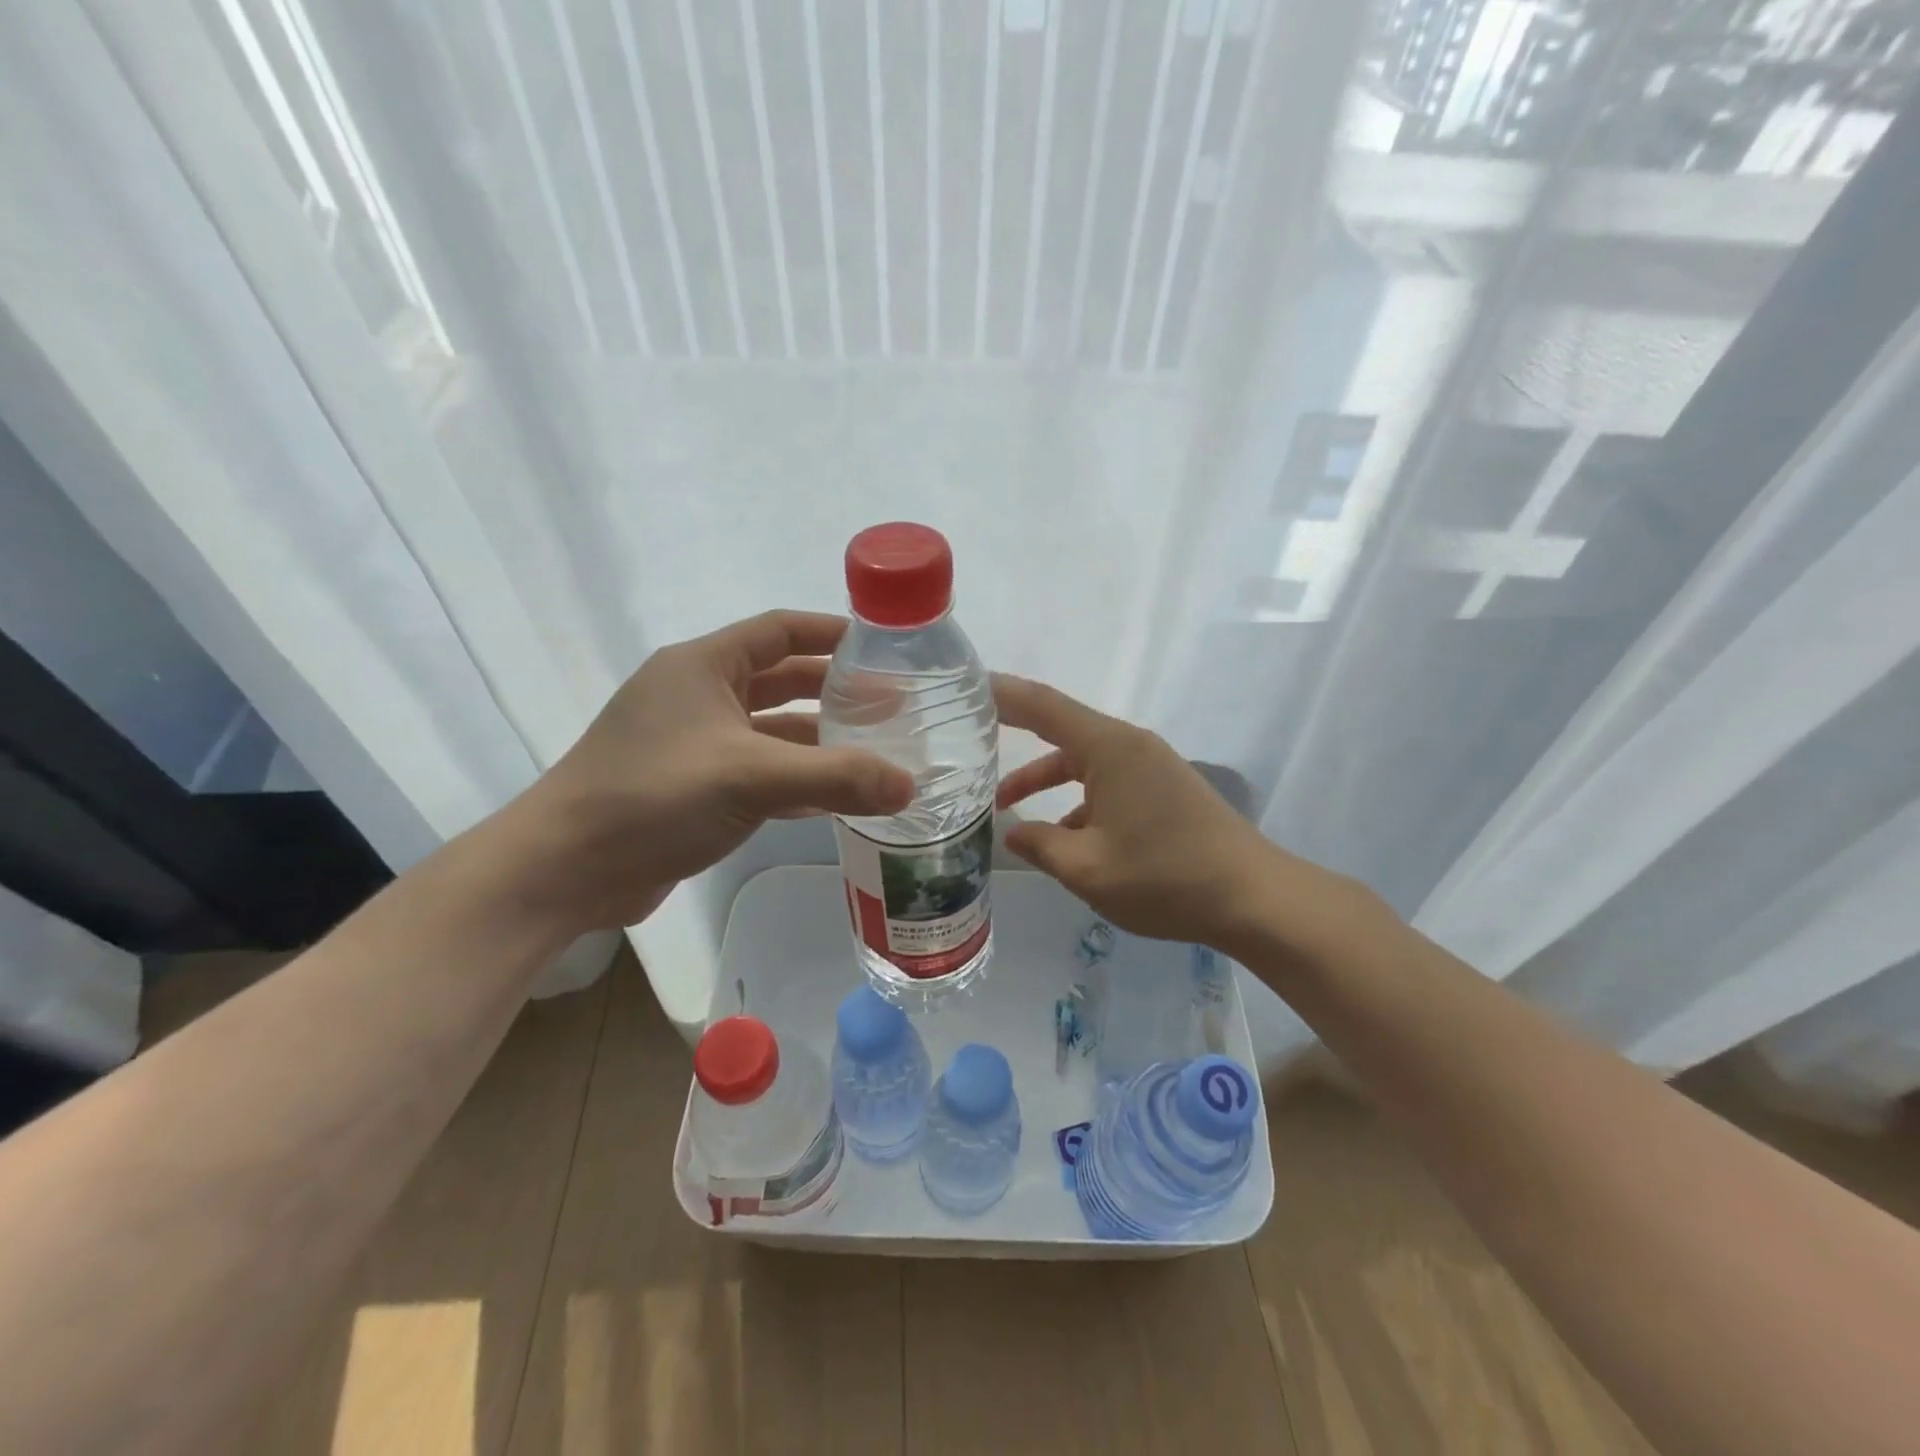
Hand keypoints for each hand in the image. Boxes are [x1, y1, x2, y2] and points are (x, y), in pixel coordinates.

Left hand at [521, 612, 913, 930]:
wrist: (564, 870)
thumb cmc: (652, 796)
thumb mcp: (750, 777)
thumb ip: (834, 777)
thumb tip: (910, 785)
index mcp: (703, 666)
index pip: (779, 630)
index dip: (831, 633)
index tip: (883, 648)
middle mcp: (698, 696)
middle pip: (781, 681)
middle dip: (835, 692)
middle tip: (892, 708)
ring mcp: (694, 744)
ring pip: (772, 731)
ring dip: (819, 741)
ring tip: (876, 753)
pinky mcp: (693, 787)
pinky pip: (759, 772)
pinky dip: (796, 780)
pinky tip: (836, 797)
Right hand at [994, 676, 1321, 950]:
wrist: (1254, 898)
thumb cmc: (1165, 877)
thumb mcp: (1087, 868)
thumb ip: (1040, 845)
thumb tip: (1012, 832)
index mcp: (1109, 749)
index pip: (1043, 706)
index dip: (1003, 693)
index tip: (967, 684)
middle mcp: (1129, 746)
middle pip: (1061, 728)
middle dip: (1016, 734)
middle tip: (970, 735)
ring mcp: (1150, 766)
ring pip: (1083, 761)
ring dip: (1045, 778)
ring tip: (1004, 807)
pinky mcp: (1163, 789)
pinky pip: (1106, 780)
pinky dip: (1077, 799)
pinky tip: (1063, 837)